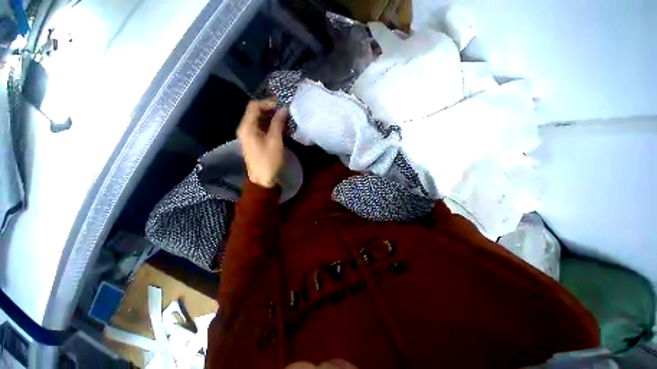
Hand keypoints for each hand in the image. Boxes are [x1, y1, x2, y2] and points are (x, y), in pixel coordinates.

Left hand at [237, 100, 287, 187]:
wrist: (262, 179)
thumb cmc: (269, 160)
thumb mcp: (275, 140)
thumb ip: (278, 123)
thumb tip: (284, 109)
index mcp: (247, 126)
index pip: (254, 106)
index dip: (268, 103)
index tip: (281, 106)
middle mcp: (244, 128)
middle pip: (256, 112)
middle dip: (271, 110)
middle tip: (285, 113)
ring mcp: (248, 135)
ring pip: (259, 120)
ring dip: (271, 119)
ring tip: (285, 121)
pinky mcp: (253, 141)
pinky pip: (260, 128)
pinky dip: (270, 126)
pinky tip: (280, 129)